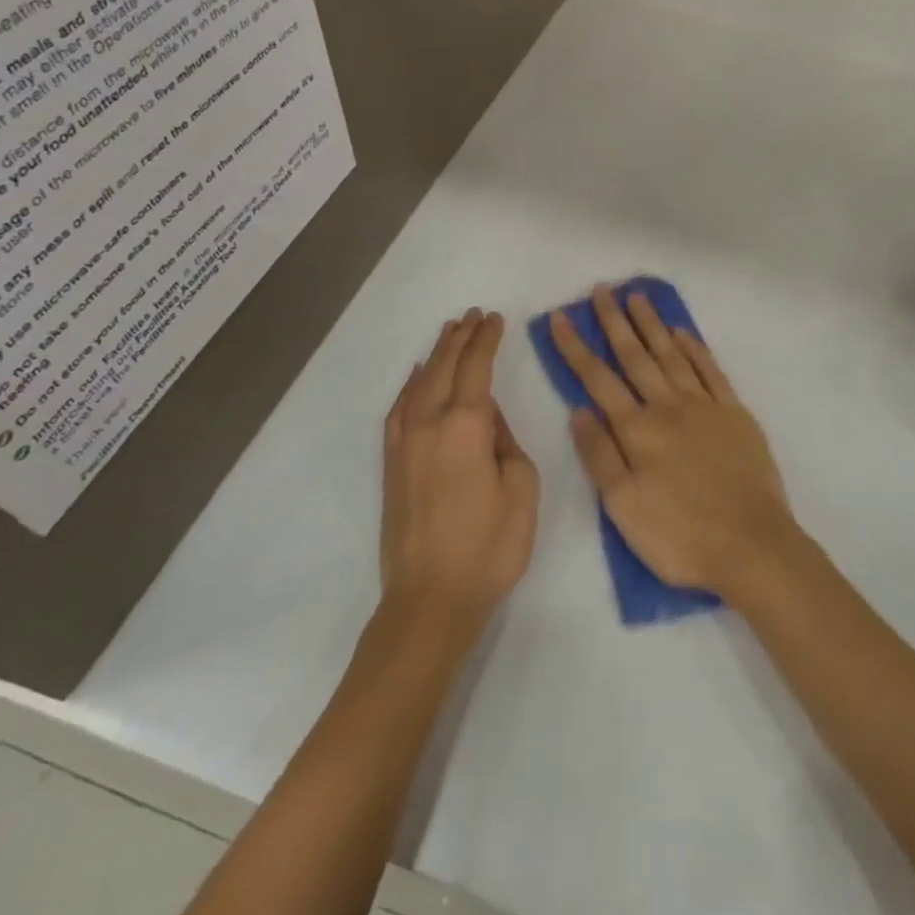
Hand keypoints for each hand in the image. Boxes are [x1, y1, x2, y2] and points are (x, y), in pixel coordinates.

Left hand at [382, 310, 539, 628]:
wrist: (431, 598)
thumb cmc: (489, 546)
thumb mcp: (521, 490)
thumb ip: (506, 443)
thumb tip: (487, 419)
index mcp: (466, 427)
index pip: (476, 368)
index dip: (486, 340)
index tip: (494, 318)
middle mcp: (430, 425)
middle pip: (444, 368)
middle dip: (460, 338)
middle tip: (473, 315)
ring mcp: (405, 444)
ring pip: (420, 384)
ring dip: (436, 355)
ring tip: (449, 333)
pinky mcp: (392, 465)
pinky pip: (399, 411)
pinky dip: (410, 387)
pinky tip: (417, 377)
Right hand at [549, 287, 795, 599]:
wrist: (752, 545)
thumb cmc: (680, 535)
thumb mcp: (623, 506)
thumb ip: (599, 455)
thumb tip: (578, 410)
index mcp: (637, 430)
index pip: (597, 379)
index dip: (576, 347)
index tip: (560, 317)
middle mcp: (668, 407)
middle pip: (635, 356)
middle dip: (614, 321)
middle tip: (601, 290)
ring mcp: (705, 406)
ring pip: (672, 354)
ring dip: (652, 324)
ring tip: (637, 296)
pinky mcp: (735, 414)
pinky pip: (710, 371)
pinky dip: (694, 348)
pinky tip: (682, 332)